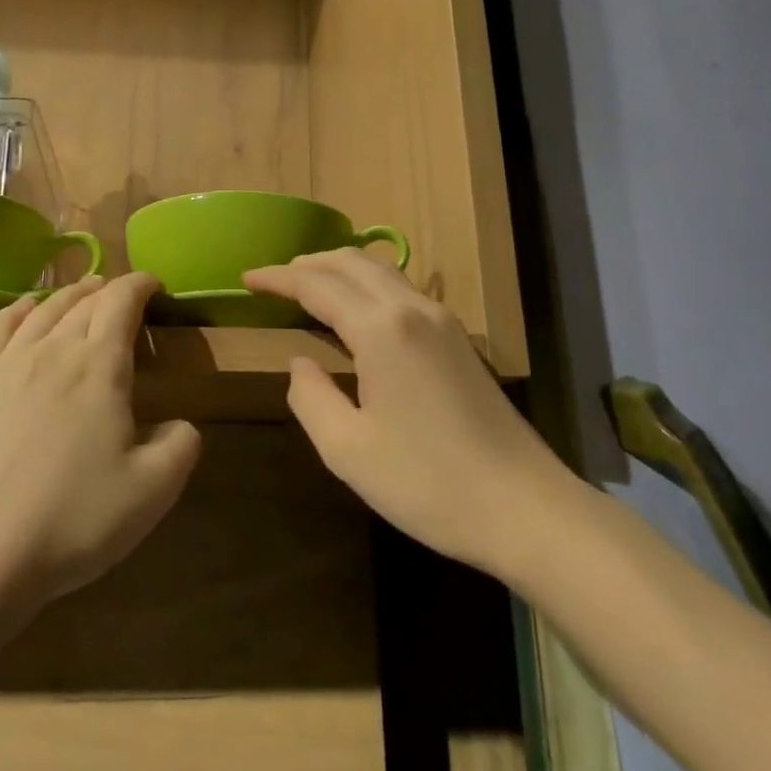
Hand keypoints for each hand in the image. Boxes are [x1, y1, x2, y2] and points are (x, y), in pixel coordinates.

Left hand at [0, 273, 200, 605]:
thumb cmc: (72, 520)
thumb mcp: (152, 491)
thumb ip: (181, 446)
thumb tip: (180, 424)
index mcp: (100, 366)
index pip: (123, 302)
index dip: (141, 285)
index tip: (155, 284)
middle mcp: (53, 350)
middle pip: (84, 301)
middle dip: (108, 290)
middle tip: (123, 294)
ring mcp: (6, 365)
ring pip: (43, 309)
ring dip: (69, 294)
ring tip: (84, 292)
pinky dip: (19, 309)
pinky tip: (25, 310)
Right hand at [245, 250, 572, 575]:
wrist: (524, 507)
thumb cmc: (427, 483)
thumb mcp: (347, 450)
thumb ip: (310, 398)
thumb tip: (300, 362)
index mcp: (381, 329)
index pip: (316, 285)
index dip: (277, 278)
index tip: (246, 278)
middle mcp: (412, 309)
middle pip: (351, 263)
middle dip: (308, 264)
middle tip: (274, 280)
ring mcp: (443, 321)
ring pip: (381, 272)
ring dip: (340, 269)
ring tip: (309, 286)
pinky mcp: (459, 339)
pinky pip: (403, 290)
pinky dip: (369, 284)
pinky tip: (358, 309)